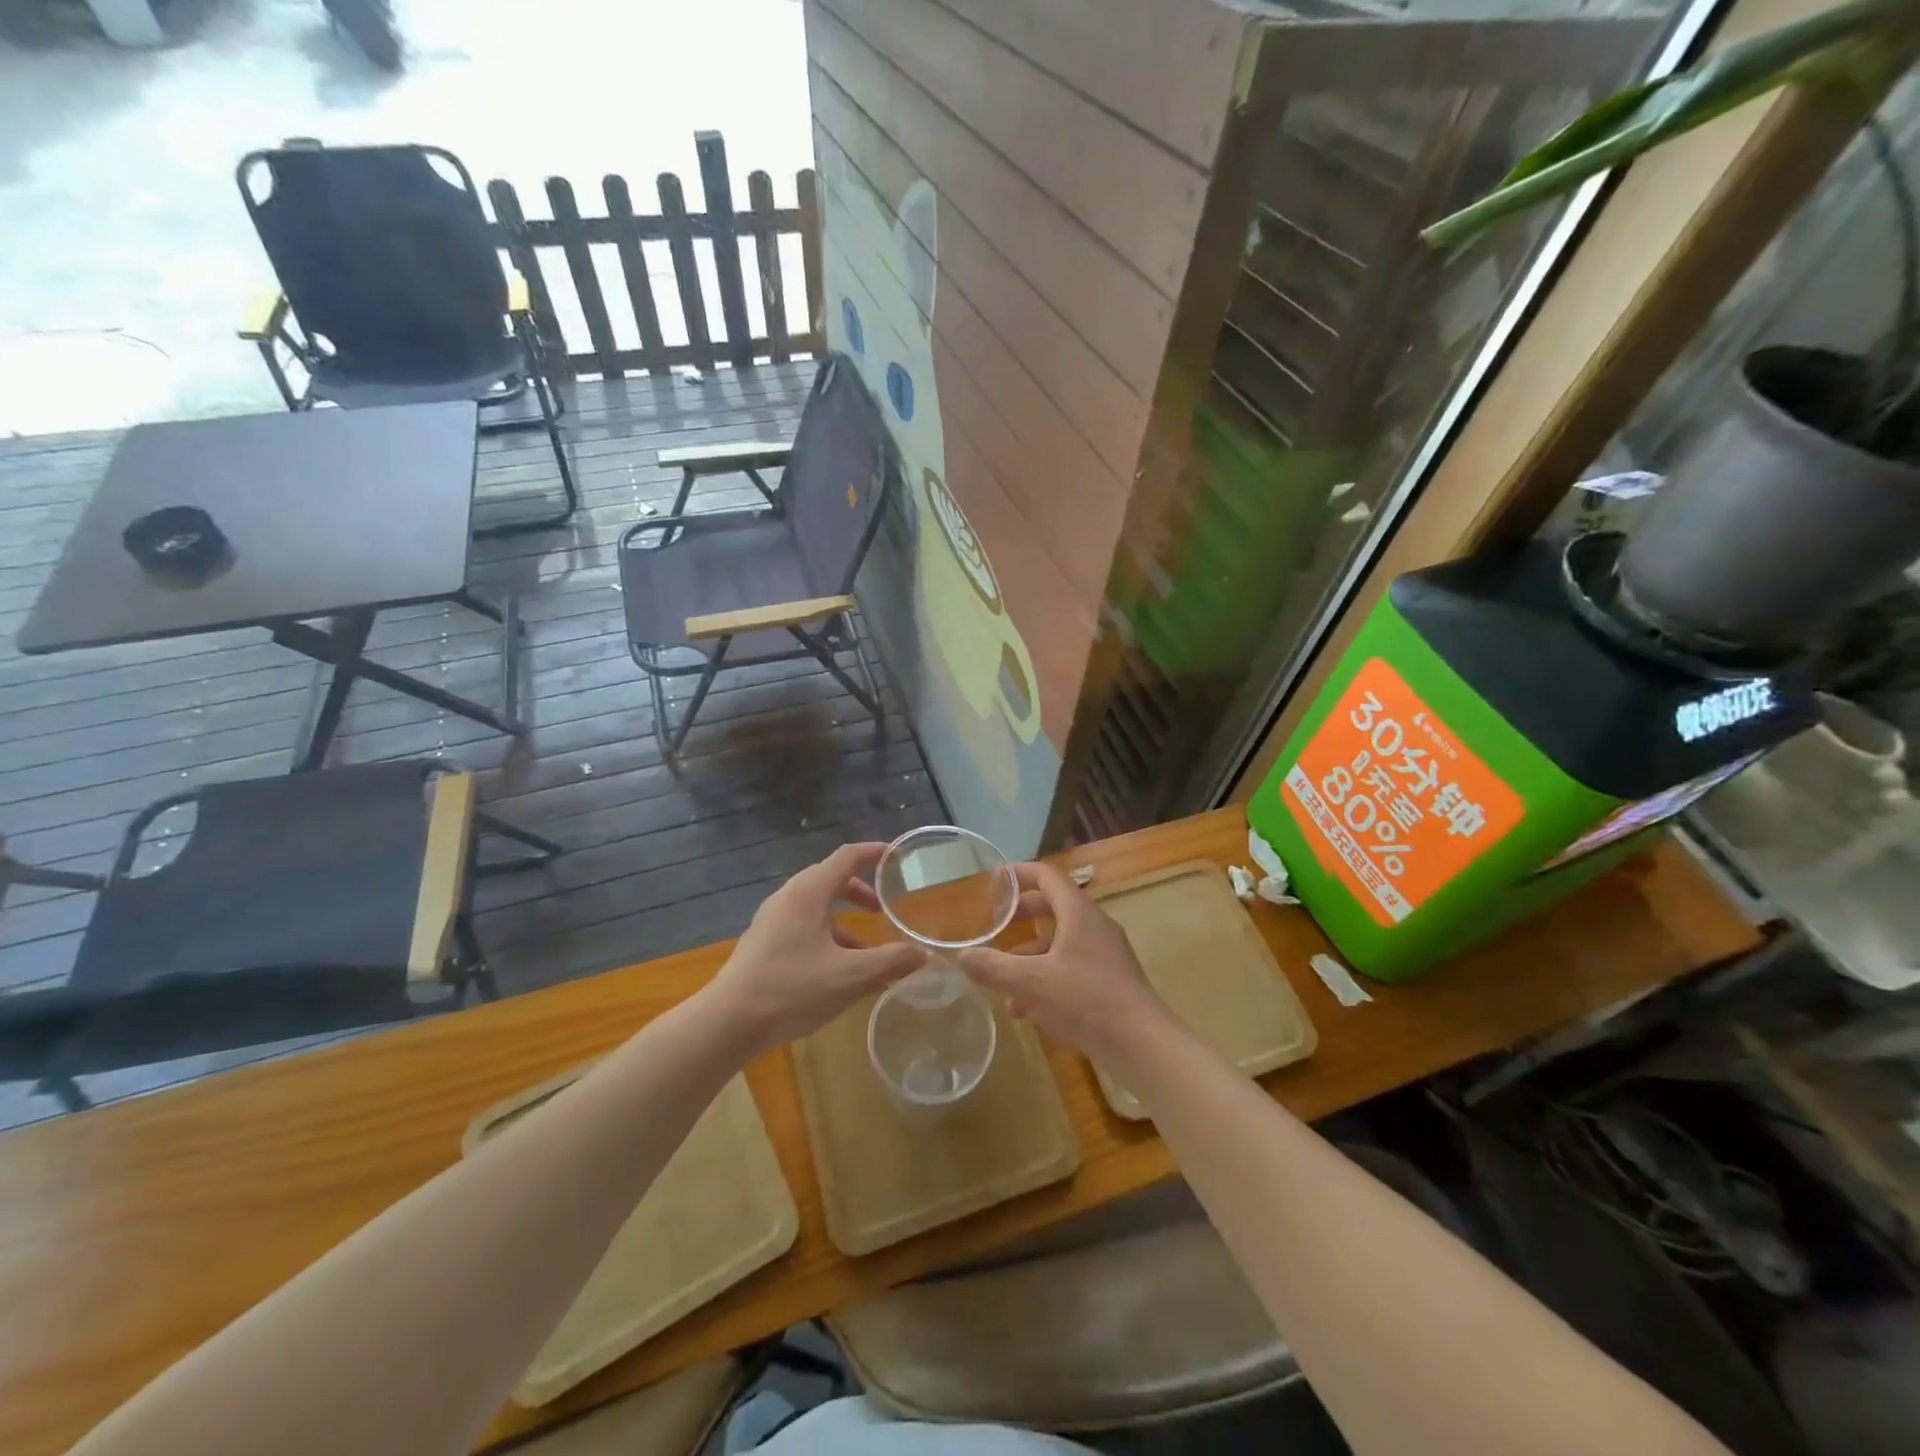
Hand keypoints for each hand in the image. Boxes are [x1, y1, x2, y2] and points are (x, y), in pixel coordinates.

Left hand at [707, 843, 926, 1052]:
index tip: (896, 855)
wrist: (728, 1022)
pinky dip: (826, 936)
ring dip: (843, 920)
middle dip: (860, 891)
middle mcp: (788, 898)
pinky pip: (802, 926)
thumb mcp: (850, 977)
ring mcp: (771, 920)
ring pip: (815, 907)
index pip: (846, 857)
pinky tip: (837, 971)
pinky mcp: (763, 943)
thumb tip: (923, 955)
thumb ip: (890, 962)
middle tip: (883, 908)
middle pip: (830, 879)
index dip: (873, 852)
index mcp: (808, 893)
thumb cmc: (791, 989)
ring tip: (866, 950)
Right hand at [957, 861, 1174, 1063]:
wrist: (1142, 1045)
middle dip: (1022, 915)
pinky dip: (1046, 979)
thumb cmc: (1085, 1001)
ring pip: (1060, 943)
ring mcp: (1106, 954)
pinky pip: (1071, 968)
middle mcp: (1095, 926)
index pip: (1048, 876)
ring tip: (1002, 984)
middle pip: (1054, 907)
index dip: (1020, 873)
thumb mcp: (1030, 983)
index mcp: (1079, 913)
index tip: (996, 879)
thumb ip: (993, 967)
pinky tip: (1026, 1012)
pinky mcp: (1110, 981)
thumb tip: (962, 956)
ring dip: (1030, 957)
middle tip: (997, 924)